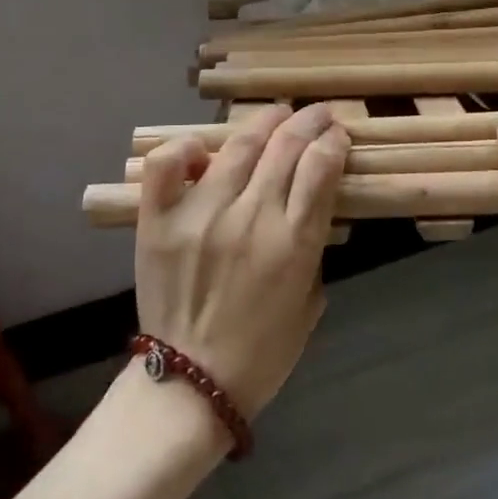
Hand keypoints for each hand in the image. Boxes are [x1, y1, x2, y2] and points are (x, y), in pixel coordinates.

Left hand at [134, 103, 349, 420]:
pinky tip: (202, 147)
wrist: (192, 384)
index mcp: (293, 242)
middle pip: (287, 145)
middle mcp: (251, 217)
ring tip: (277, 114)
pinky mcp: (160, 220)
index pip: (321, 166)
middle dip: (309, 121)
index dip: (334, 140)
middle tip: (317, 114)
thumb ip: (313, 248)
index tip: (338, 134)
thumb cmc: (262, 351)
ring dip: (265, 121)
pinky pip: (167, 166)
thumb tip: (309, 203)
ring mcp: (201, 214)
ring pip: (239, 145)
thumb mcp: (310, 301)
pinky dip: (185, 148)